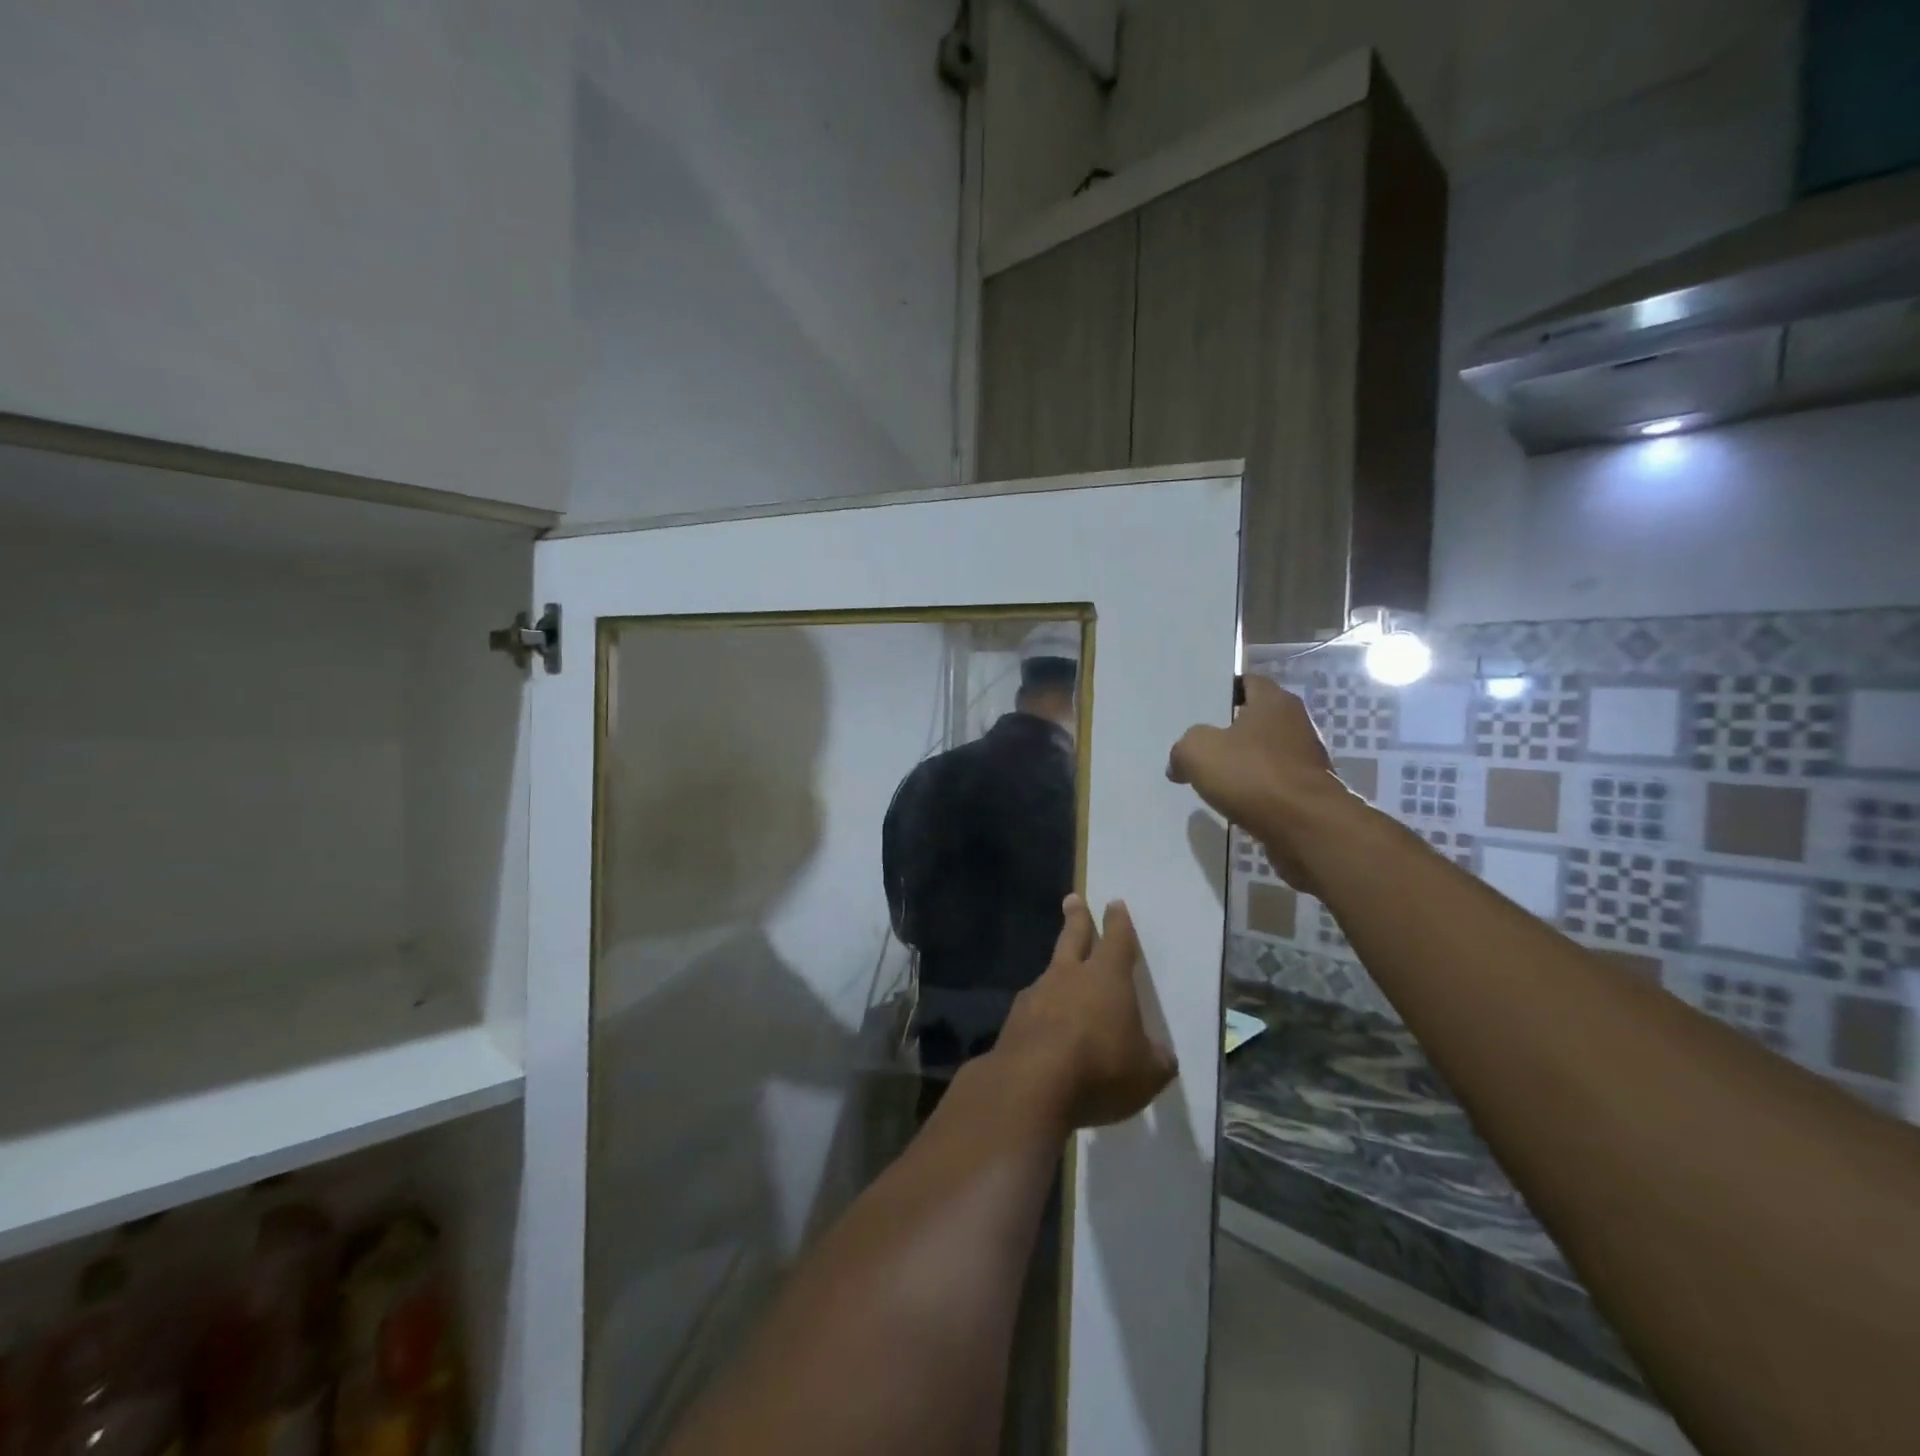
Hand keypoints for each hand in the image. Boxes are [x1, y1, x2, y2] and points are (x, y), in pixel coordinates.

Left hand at [995, 895, 1177, 1130]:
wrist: (1030, 1086)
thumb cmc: (1100, 1070)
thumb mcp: (1146, 1074)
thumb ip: (1156, 1060)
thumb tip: (1161, 1055)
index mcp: (1107, 978)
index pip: (1117, 941)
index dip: (1118, 922)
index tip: (1114, 904)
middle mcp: (1069, 977)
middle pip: (1073, 938)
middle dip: (1077, 919)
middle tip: (1072, 900)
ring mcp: (1036, 995)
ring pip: (1050, 974)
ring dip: (1057, 971)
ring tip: (1061, 978)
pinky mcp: (1013, 1021)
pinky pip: (1033, 1009)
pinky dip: (1041, 1013)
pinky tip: (1043, 1029)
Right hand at [1166, 675, 1345, 890]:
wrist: (1306, 828)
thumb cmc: (1253, 775)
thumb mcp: (1197, 751)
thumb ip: (1183, 747)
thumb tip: (1179, 764)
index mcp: (1274, 702)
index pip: (1247, 683)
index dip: (1222, 691)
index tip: (1199, 706)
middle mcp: (1295, 724)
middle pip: (1255, 719)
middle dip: (1228, 729)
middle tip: (1196, 741)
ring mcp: (1305, 759)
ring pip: (1262, 753)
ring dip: (1240, 763)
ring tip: (1208, 775)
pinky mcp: (1306, 792)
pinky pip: (1270, 783)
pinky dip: (1253, 789)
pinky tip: (1231, 801)